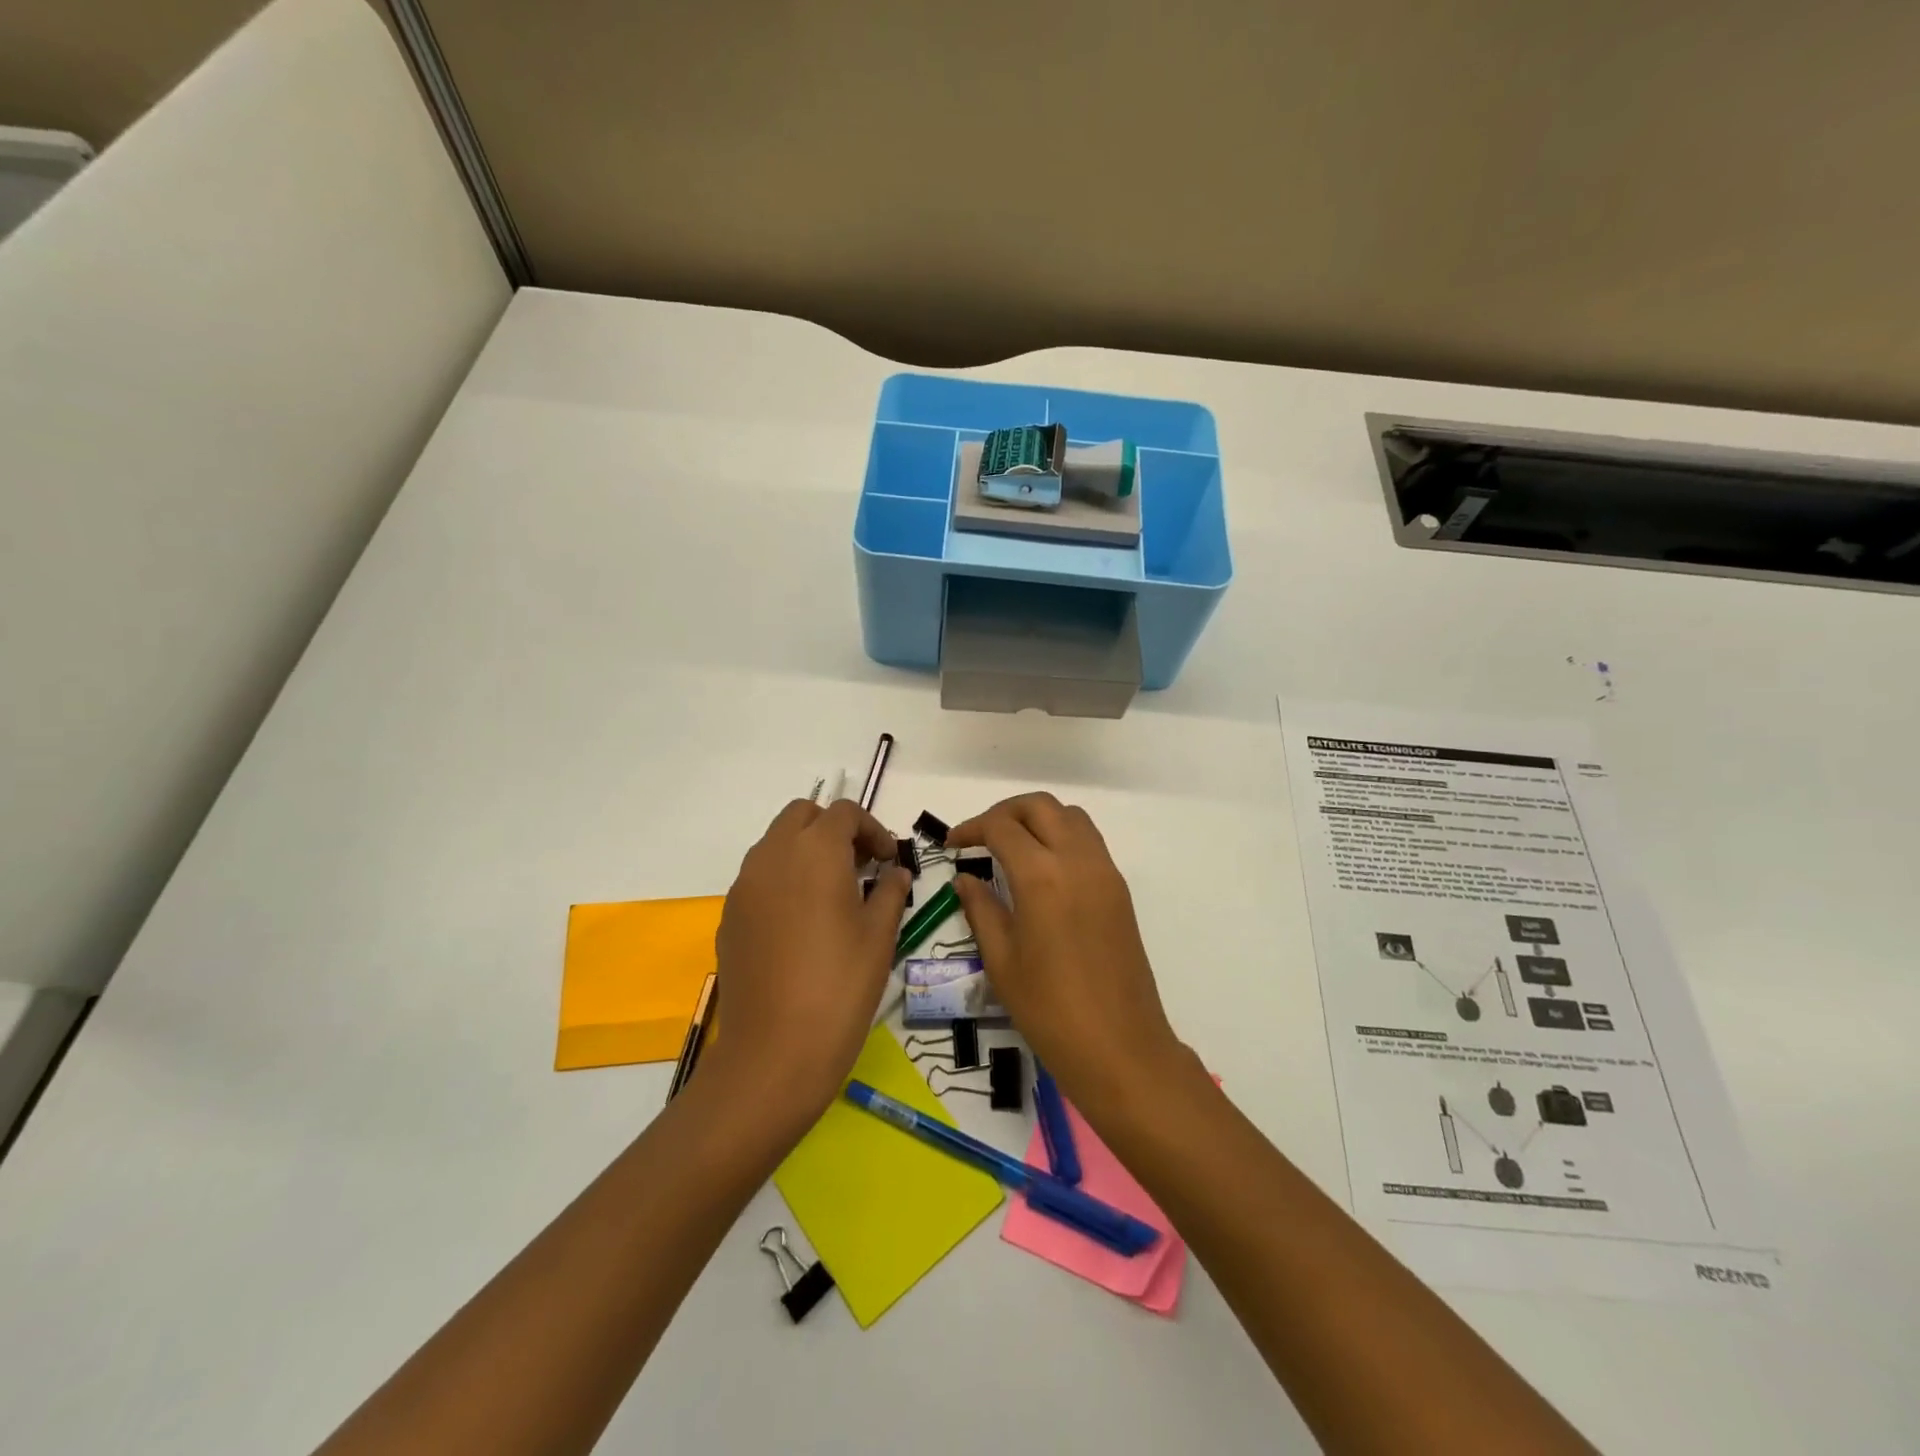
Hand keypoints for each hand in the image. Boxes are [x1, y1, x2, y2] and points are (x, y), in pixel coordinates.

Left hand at [702, 799, 910, 1126]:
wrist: (773, 1051)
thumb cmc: (840, 986)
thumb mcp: (880, 936)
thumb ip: (890, 891)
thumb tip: (894, 872)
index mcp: (815, 851)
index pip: (844, 813)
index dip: (872, 829)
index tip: (888, 861)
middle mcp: (773, 855)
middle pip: (802, 815)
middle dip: (833, 829)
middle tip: (859, 865)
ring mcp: (744, 885)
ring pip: (775, 843)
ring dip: (806, 851)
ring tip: (833, 893)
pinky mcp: (729, 916)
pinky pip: (759, 877)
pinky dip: (784, 879)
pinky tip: (802, 923)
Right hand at [946, 793, 1183, 1116]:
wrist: (1120, 1047)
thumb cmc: (1050, 1010)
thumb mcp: (1002, 961)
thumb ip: (981, 909)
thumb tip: (966, 878)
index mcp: (1042, 876)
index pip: (1002, 827)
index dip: (972, 828)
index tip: (953, 844)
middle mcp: (1078, 861)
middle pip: (1040, 806)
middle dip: (1005, 812)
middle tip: (980, 836)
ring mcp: (1105, 872)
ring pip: (1070, 816)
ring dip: (1037, 819)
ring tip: (1011, 846)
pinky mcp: (1119, 889)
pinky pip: (1088, 841)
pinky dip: (1061, 836)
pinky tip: (1042, 868)